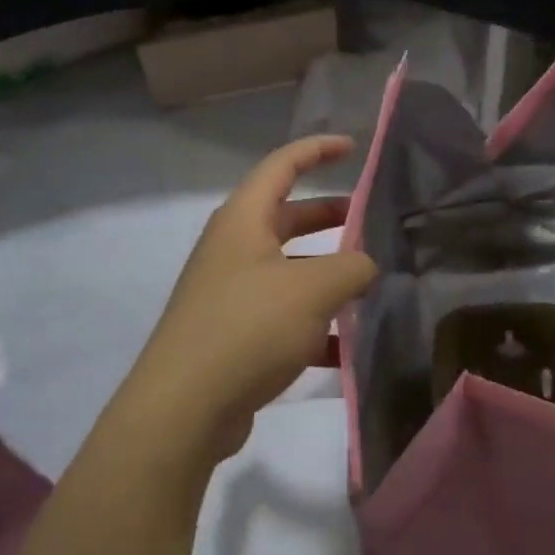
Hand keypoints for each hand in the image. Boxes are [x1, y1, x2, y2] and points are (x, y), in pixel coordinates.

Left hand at [113, 136, 377, 473]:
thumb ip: (351, 267)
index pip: (282, 165)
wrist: (184, 407)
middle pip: (286, 218)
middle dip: (329, 217)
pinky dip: (313, 324)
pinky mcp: (233, 333)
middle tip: (370, 222)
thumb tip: (365, 265)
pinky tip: (345, 348)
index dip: (317, 150)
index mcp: (243, 220)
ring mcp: (230, 292)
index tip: (352, 147)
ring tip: (369, 287)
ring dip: (326, 274)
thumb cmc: (248, 327)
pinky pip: (281, 315)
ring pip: (288, 269)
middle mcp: (232, 249)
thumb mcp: (312, 289)